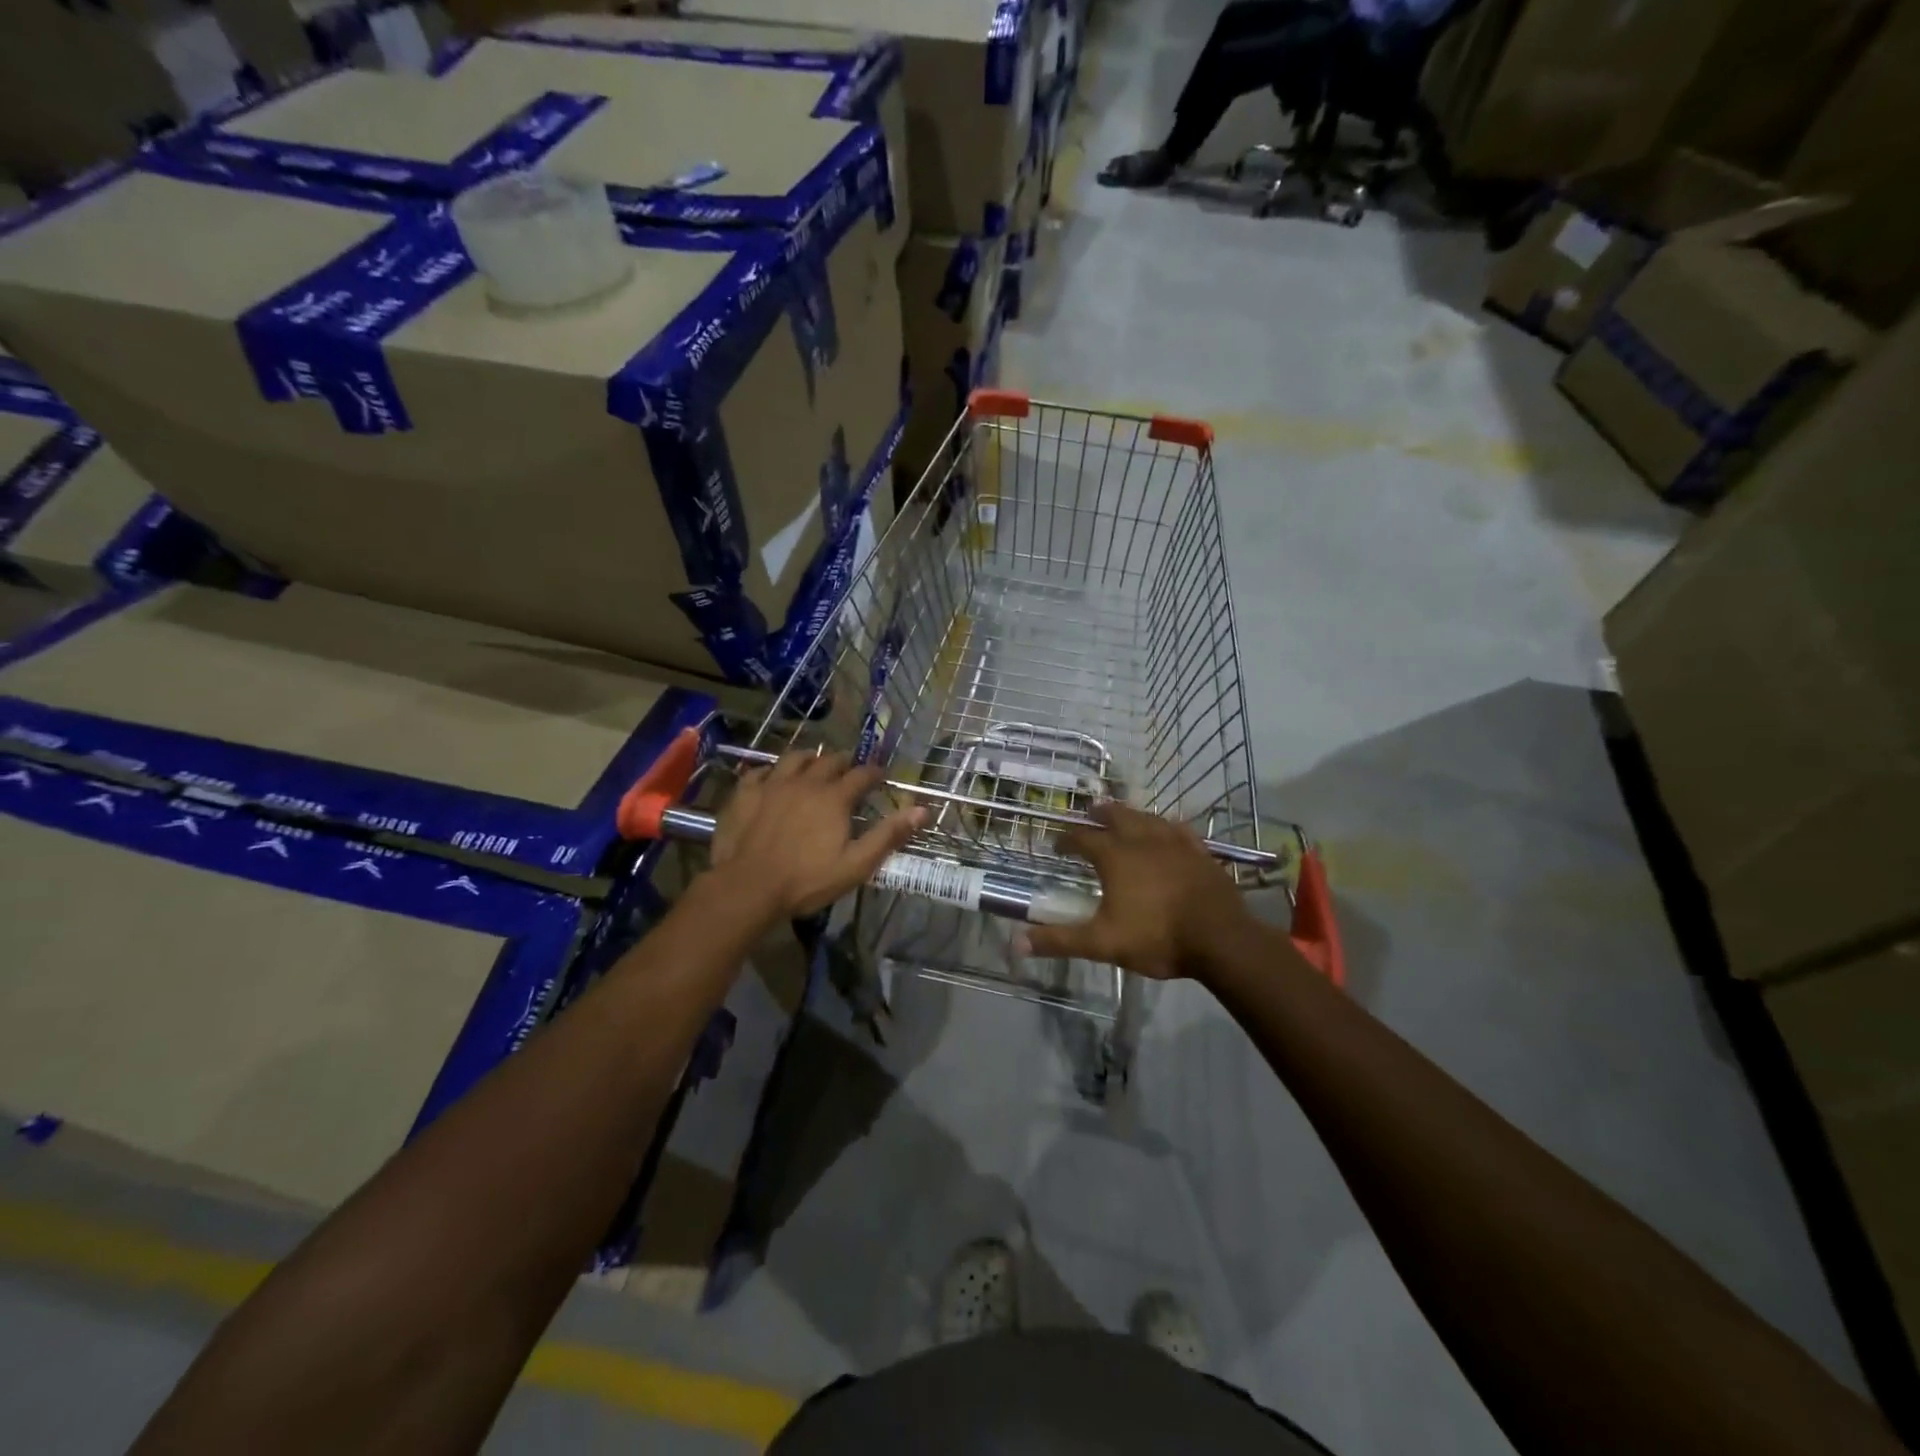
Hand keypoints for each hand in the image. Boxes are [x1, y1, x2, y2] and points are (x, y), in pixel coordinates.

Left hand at [709, 751, 925, 920]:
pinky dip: (771, 770)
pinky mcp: (745, 793)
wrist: (748, 887)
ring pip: (795, 758)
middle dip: (844, 762)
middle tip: (850, 769)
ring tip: (814, 763)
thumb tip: (923, 810)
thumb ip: (889, 835)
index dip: (874, 773)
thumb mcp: (857, 864)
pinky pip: (760, 771)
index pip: (862, 774)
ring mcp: (772, 784)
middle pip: (829, 761)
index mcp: (835, 797)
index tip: (881, 775)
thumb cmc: (807, 880)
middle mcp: (806, 782)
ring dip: (809, 758)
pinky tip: (772, 776)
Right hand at [1024, 802, 1256, 979]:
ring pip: (1148, 818)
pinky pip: (1180, 830)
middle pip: (1117, 816)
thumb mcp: (1102, 943)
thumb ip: (1060, 941)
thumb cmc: (1157, 937)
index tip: (1057, 844)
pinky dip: (1167, 826)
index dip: (1067, 839)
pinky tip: (1169, 829)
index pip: (1082, 839)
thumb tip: (1016, 943)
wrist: (1221, 939)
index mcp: (1115, 857)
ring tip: (1125, 814)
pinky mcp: (1200, 853)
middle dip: (1100, 814)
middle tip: (1090, 811)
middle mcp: (1142, 840)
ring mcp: (1175, 843)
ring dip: (1132, 814)